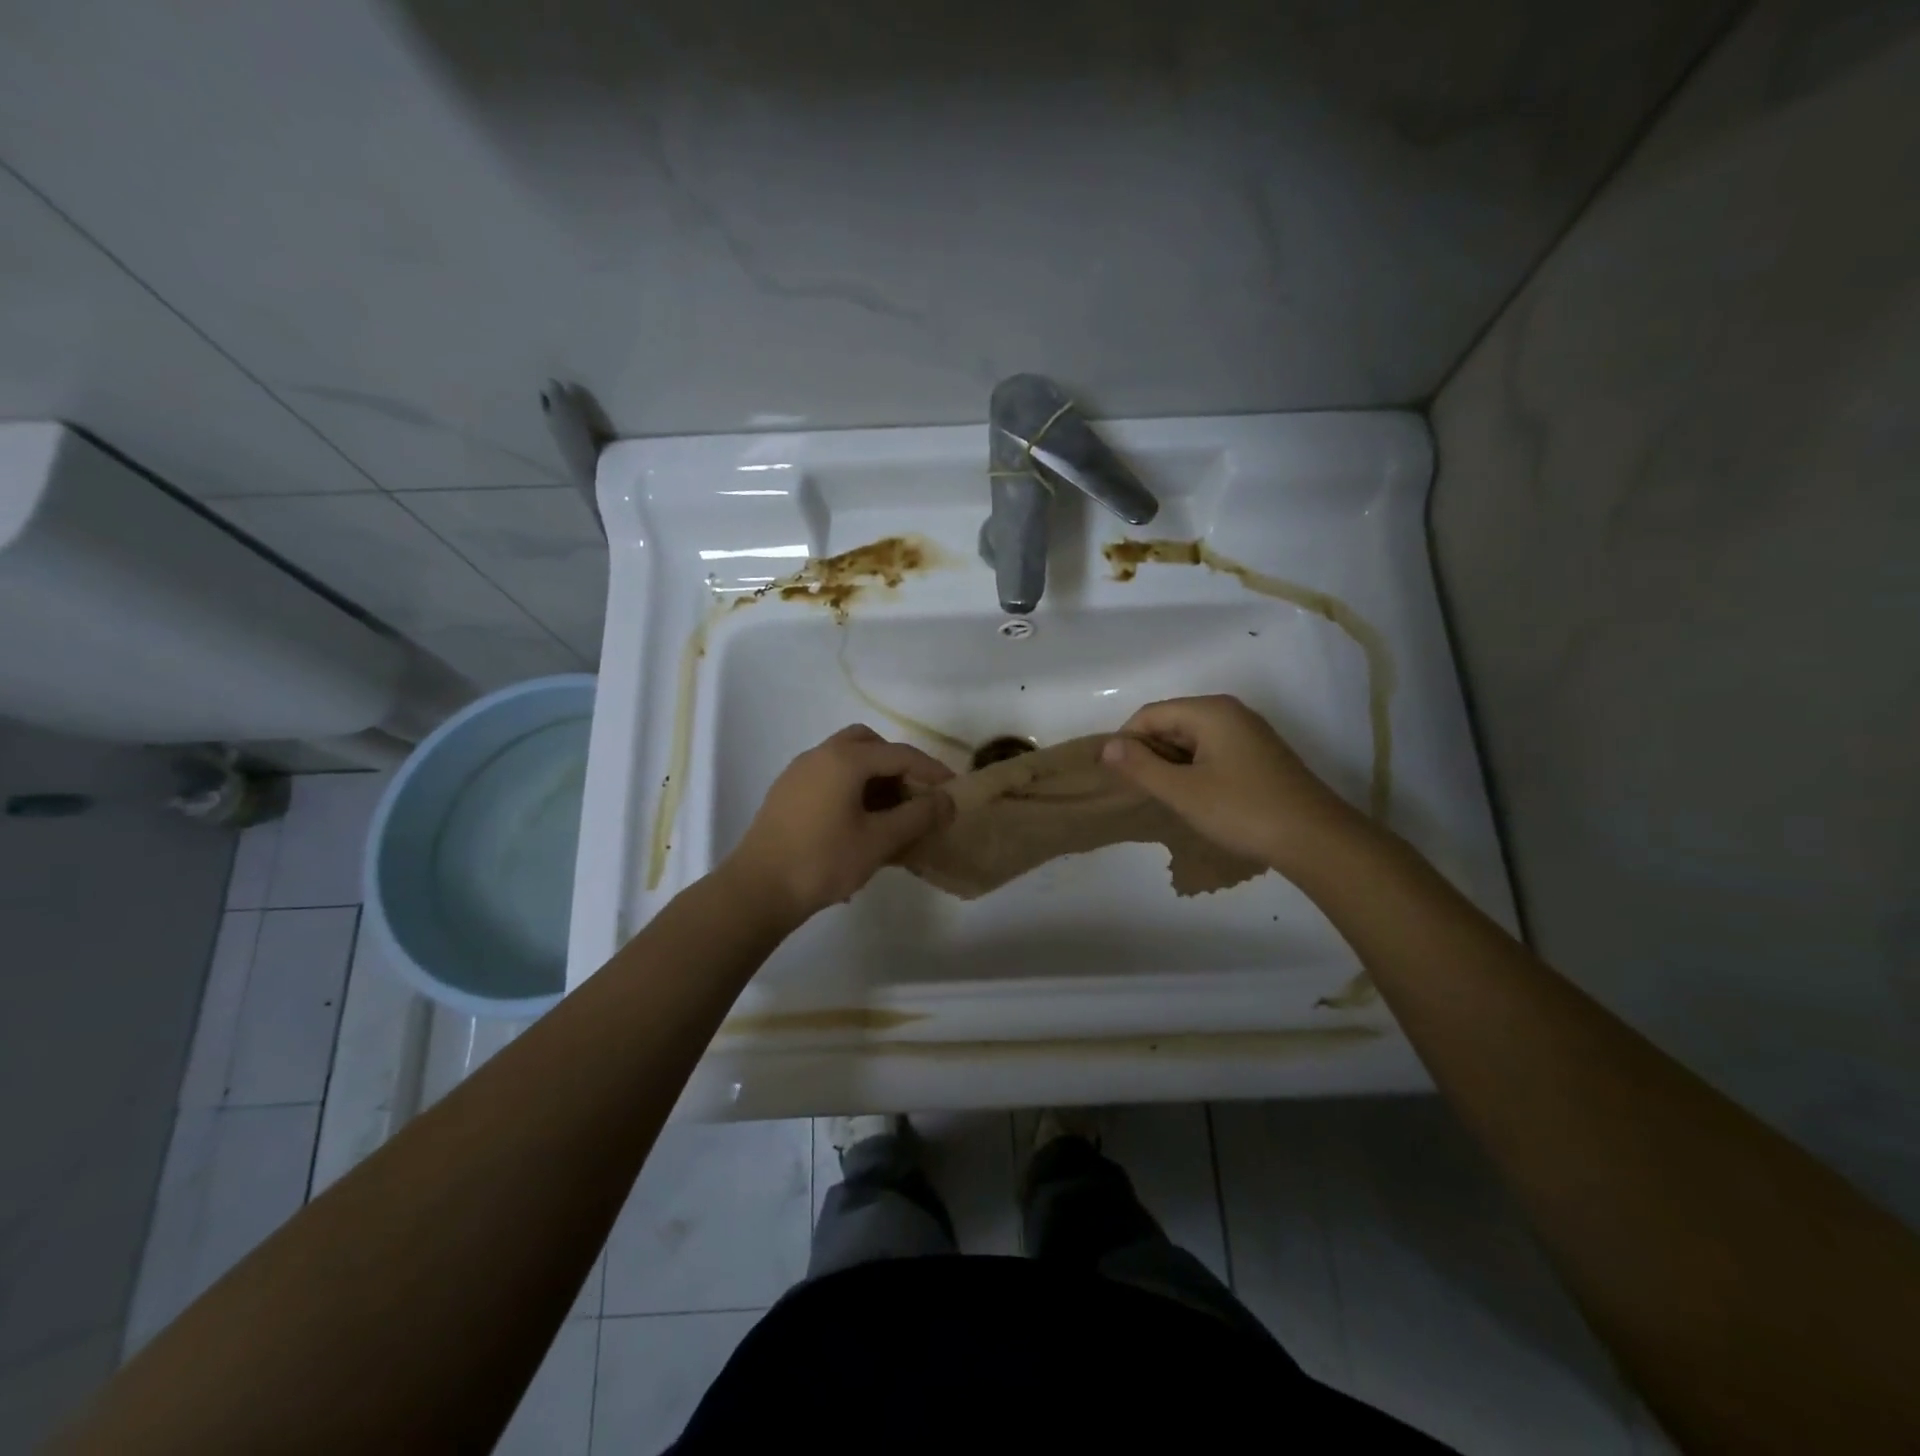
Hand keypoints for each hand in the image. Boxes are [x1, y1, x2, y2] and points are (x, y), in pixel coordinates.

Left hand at [721, 725, 954, 922]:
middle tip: (915, 794)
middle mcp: (820, 754)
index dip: (932, 771)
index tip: (953, 790)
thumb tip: (948, 800)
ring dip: (873, 777)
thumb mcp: (879, 841)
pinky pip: (828, 777)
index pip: (900, 754)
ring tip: (890, 813)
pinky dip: (851, 787)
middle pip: (869, 744)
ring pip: (846, 759)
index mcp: (845, 759)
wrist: (757, 890)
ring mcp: (799, 772)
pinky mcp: (786, 793)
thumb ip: (918, 816)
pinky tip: (858, 823)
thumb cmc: (823, 861)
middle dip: (897, 764)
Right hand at [1099, 694, 1362, 869]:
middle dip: (1149, 752)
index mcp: (1210, 711)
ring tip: (1163, 797)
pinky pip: (1212, 752)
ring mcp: (1248, 734)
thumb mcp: (1182, 791)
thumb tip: (1106, 747)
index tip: (1115, 776)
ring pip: (1191, 739)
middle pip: (1171, 722)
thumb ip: (1140, 766)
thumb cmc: (1242, 810)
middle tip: (1138, 790)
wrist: (1315, 839)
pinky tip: (1193, 798)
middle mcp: (1229, 713)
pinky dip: (1193, 769)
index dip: (1126, 741)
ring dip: (1170, 764)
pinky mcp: (1258, 756)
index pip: (1150, 714)